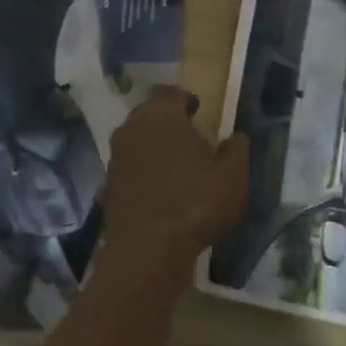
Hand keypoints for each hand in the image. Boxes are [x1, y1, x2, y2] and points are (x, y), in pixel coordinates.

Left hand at [99, 86, 249, 281]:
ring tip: (178, 165)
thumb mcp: (233, 176)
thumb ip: (237, 150)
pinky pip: (131, 170)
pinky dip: (145, 175)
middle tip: (190, 136)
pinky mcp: (108, 187)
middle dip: (169, 122)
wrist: (147, 252)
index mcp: (161, 115)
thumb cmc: (195, 202)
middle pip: (150, 115)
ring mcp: (116, 158)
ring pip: (138, 142)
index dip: (186, 100)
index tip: (198, 110)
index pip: (171, 93)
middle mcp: (132, 128)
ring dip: (155, 148)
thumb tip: (235, 137)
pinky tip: (162, 192)